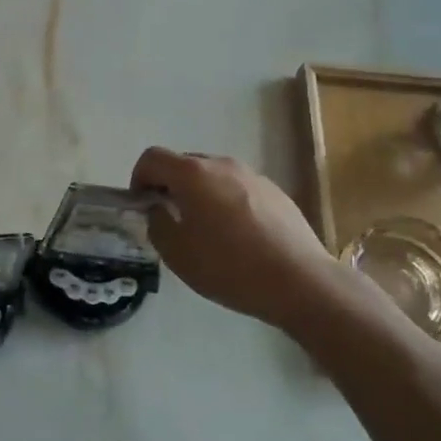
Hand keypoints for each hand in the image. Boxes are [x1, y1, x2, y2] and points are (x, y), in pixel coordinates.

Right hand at [129, 147, 341, 327]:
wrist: (301, 283)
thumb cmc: (229, 267)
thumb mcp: (177, 253)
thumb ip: (157, 223)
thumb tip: (159, 210)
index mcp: (193, 174)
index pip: (152, 158)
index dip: (139, 178)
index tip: (142, 206)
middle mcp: (222, 165)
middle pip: (183, 164)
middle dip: (170, 186)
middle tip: (171, 220)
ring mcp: (253, 176)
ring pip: (213, 177)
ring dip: (200, 195)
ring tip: (207, 232)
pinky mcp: (276, 192)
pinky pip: (238, 189)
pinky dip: (227, 203)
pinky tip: (239, 238)